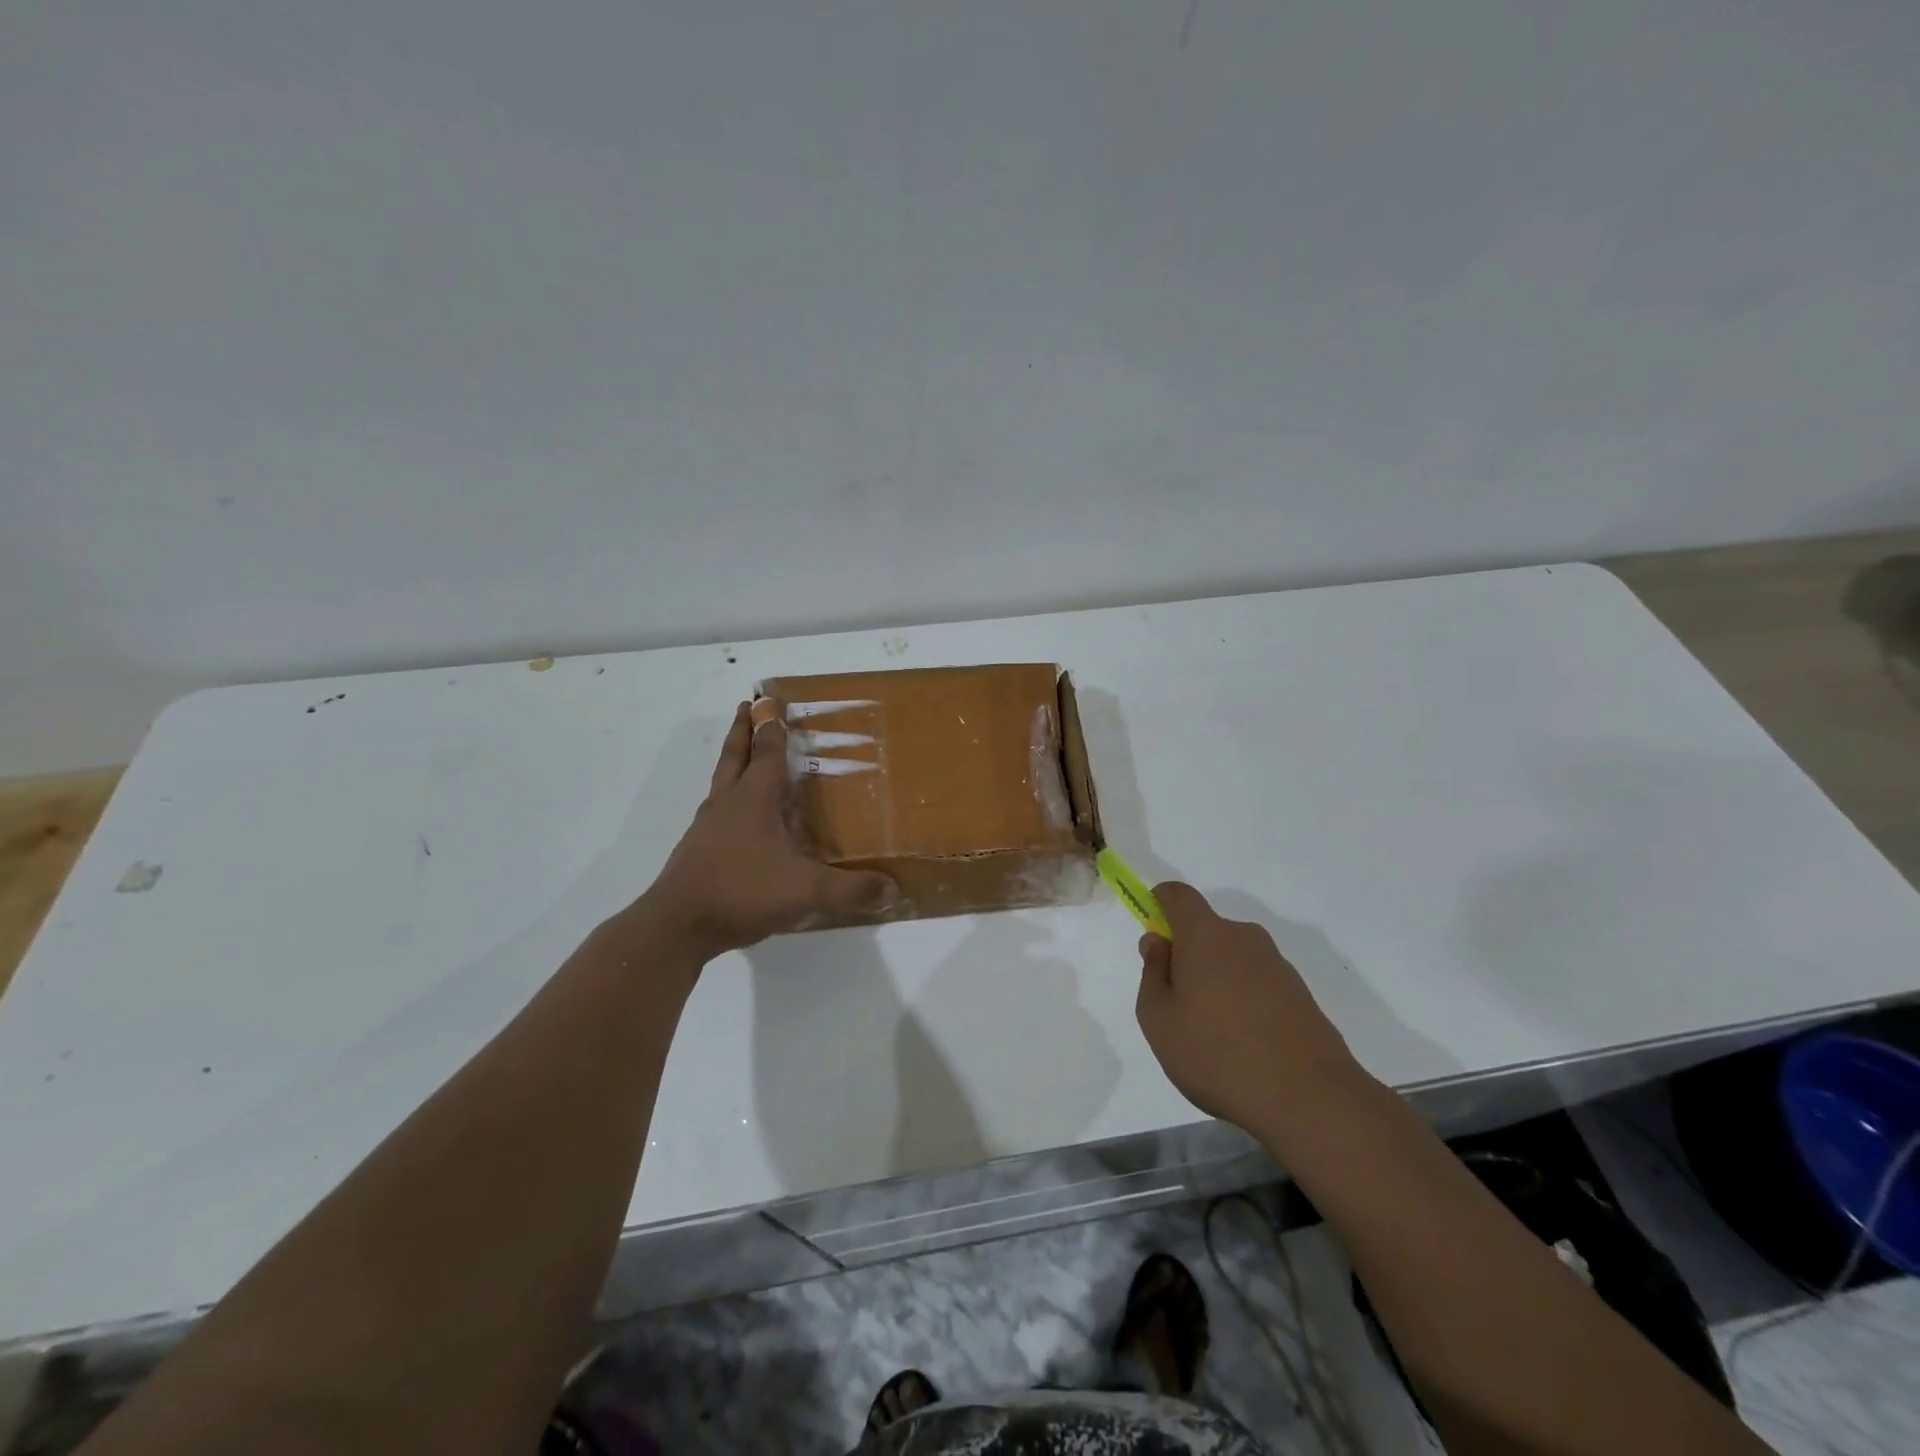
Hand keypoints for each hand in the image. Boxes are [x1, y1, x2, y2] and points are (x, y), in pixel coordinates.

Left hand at [639, 702, 897, 958]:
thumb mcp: (807, 891)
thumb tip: (892, 890)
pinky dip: (728, 801)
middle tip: (745, 706)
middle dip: (742, 730)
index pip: (767, 753)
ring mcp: (708, 828)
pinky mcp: (698, 852)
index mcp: (754, 799)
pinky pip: (717, 813)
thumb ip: (851, 890)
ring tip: (743, 756)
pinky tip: (739, 819)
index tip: (770, 700)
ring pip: (721, 782)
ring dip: (733, 762)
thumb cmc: (743, 891)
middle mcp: (728, 804)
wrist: (678, 925)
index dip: (772, 727)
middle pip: (735, 756)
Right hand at [1135, 883, 1361, 1129]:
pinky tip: (1244, 1048)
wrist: (1309, 1099)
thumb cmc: (1216, 1054)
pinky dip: (1244, 1002)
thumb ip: (1152, 972)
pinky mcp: (1301, 995)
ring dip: (1217, 982)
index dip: (1160, 903)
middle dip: (1188, 956)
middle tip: (1178, 1005)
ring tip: (1213, 1037)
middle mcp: (1244, 938)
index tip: (1153, 933)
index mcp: (1206, 934)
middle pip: (1207, 931)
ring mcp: (1277, 965)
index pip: (1178, 895)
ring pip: (1233, 960)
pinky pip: (1258, 984)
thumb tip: (1158, 942)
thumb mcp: (1159, 1018)